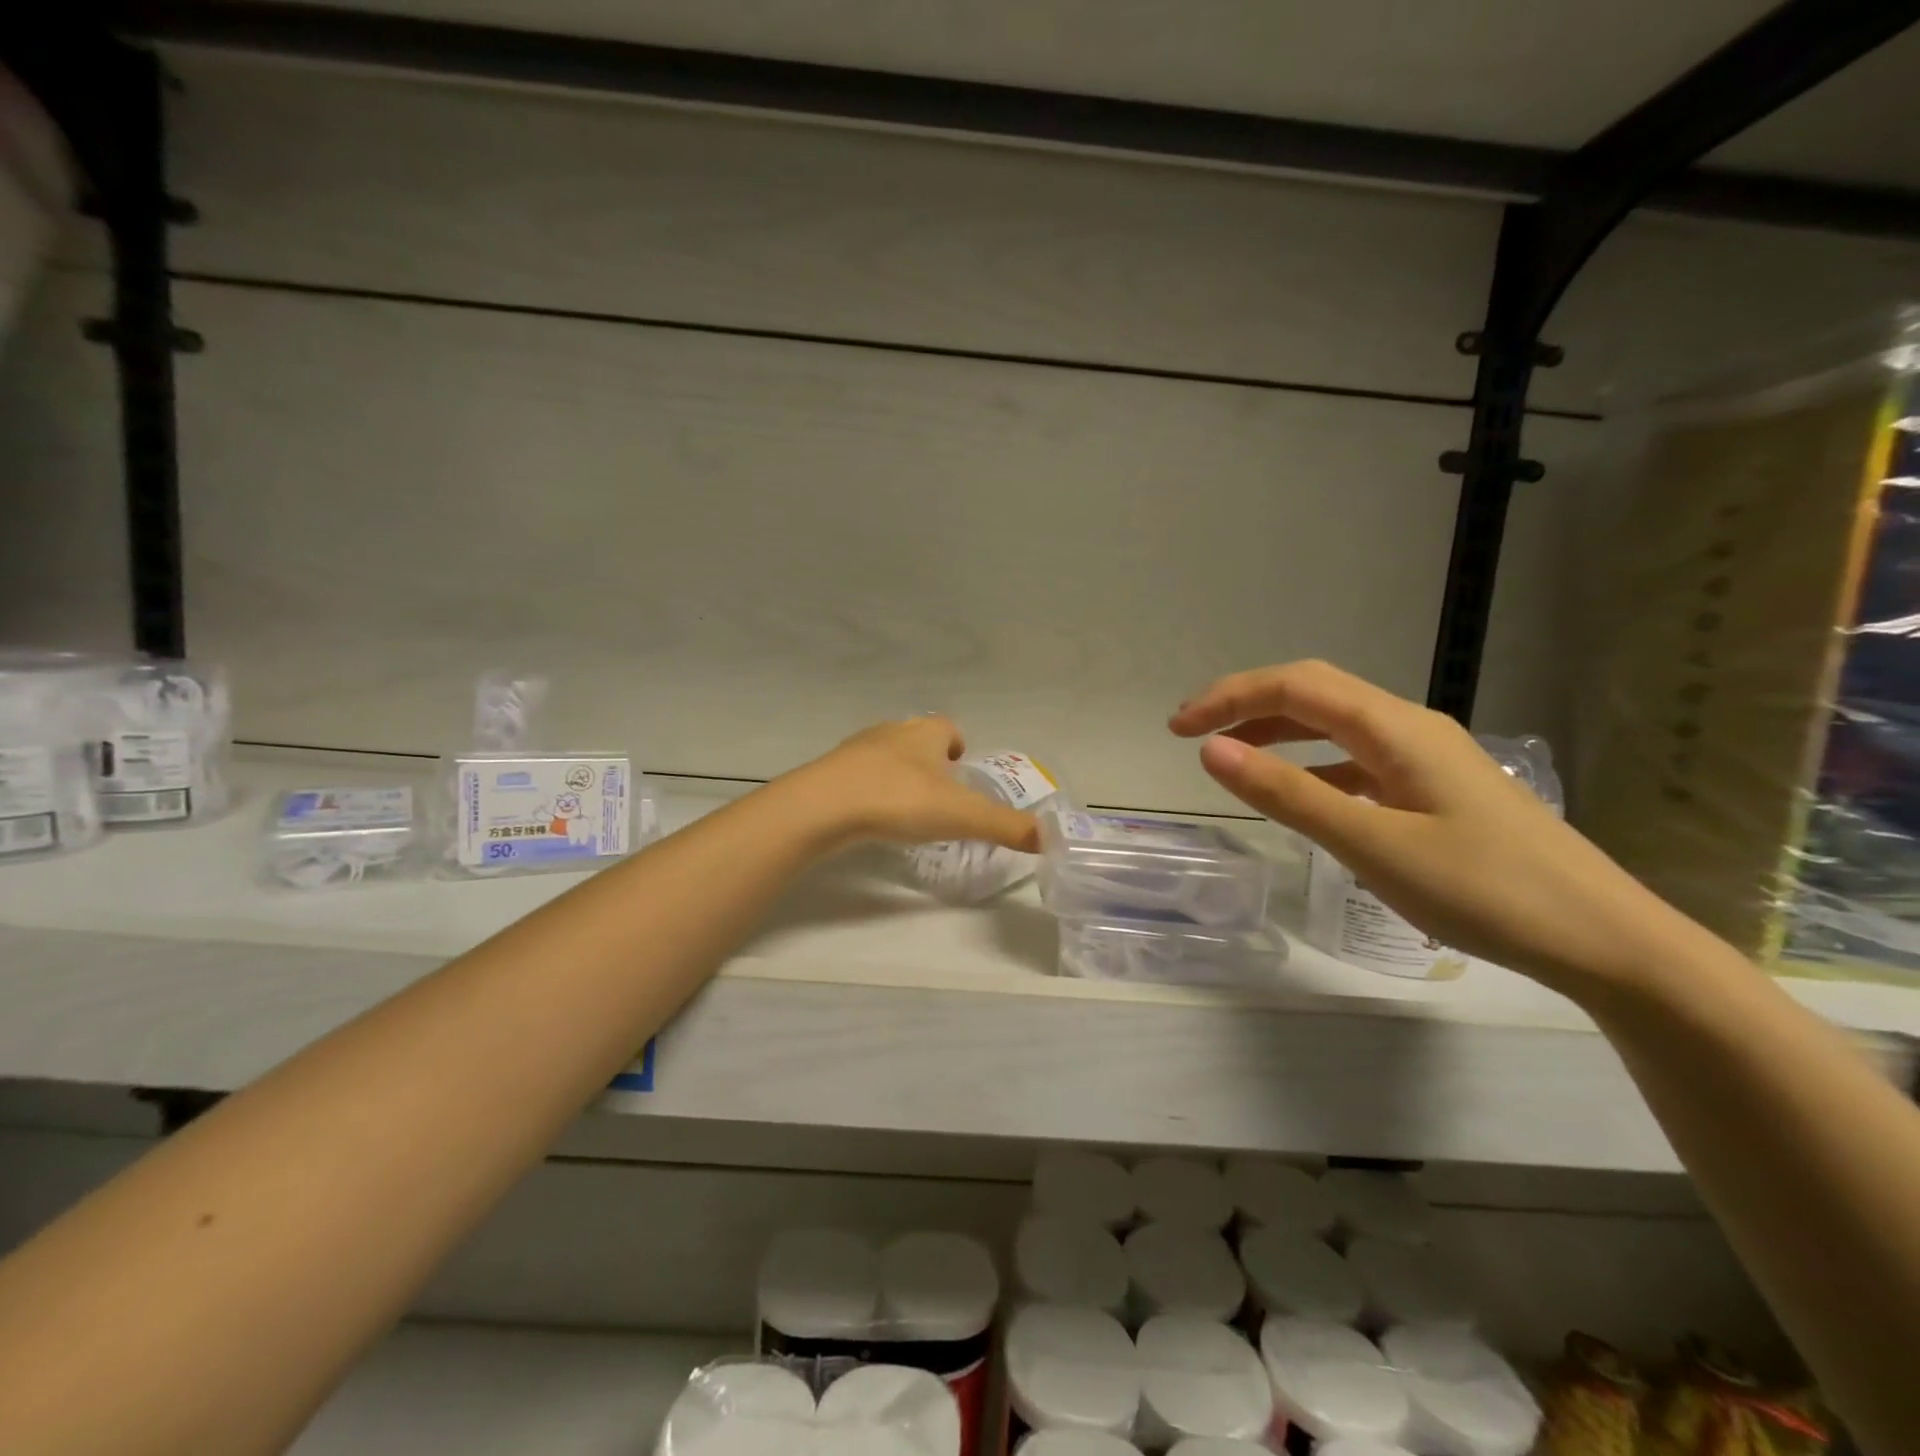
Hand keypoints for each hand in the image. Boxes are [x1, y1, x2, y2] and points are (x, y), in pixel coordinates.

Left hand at [786, 716, 1041, 852]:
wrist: (824, 806)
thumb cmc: (900, 799)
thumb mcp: (962, 815)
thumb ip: (1005, 826)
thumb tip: (1049, 838)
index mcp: (925, 733)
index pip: (947, 727)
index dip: (958, 745)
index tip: (962, 769)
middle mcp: (891, 733)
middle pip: (916, 740)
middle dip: (929, 761)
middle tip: (939, 795)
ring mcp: (856, 751)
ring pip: (885, 757)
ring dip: (898, 776)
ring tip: (906, 809)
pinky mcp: (830, 774)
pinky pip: (858, 778)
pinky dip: (870, 792)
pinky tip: (871, 818)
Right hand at [1169, 661, 1699, 1000]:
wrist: (1605, 940)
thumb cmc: (1486, 890)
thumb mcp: (1372, 843)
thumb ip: (1289, 794)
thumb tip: (1212, 751)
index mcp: (1395, 728)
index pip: (1294, 687)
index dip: (1229, 698)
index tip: (1178, 729)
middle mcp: (1410, 728)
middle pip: (1314, 693)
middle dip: (1246, 704)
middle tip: (1192, 734)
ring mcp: (1426, 758)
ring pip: (1335, 725)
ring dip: (1277, 731)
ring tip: (1232, 757)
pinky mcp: (1436, 789)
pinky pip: (1357, 759)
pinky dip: (1312, 764)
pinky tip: (1302, 793)